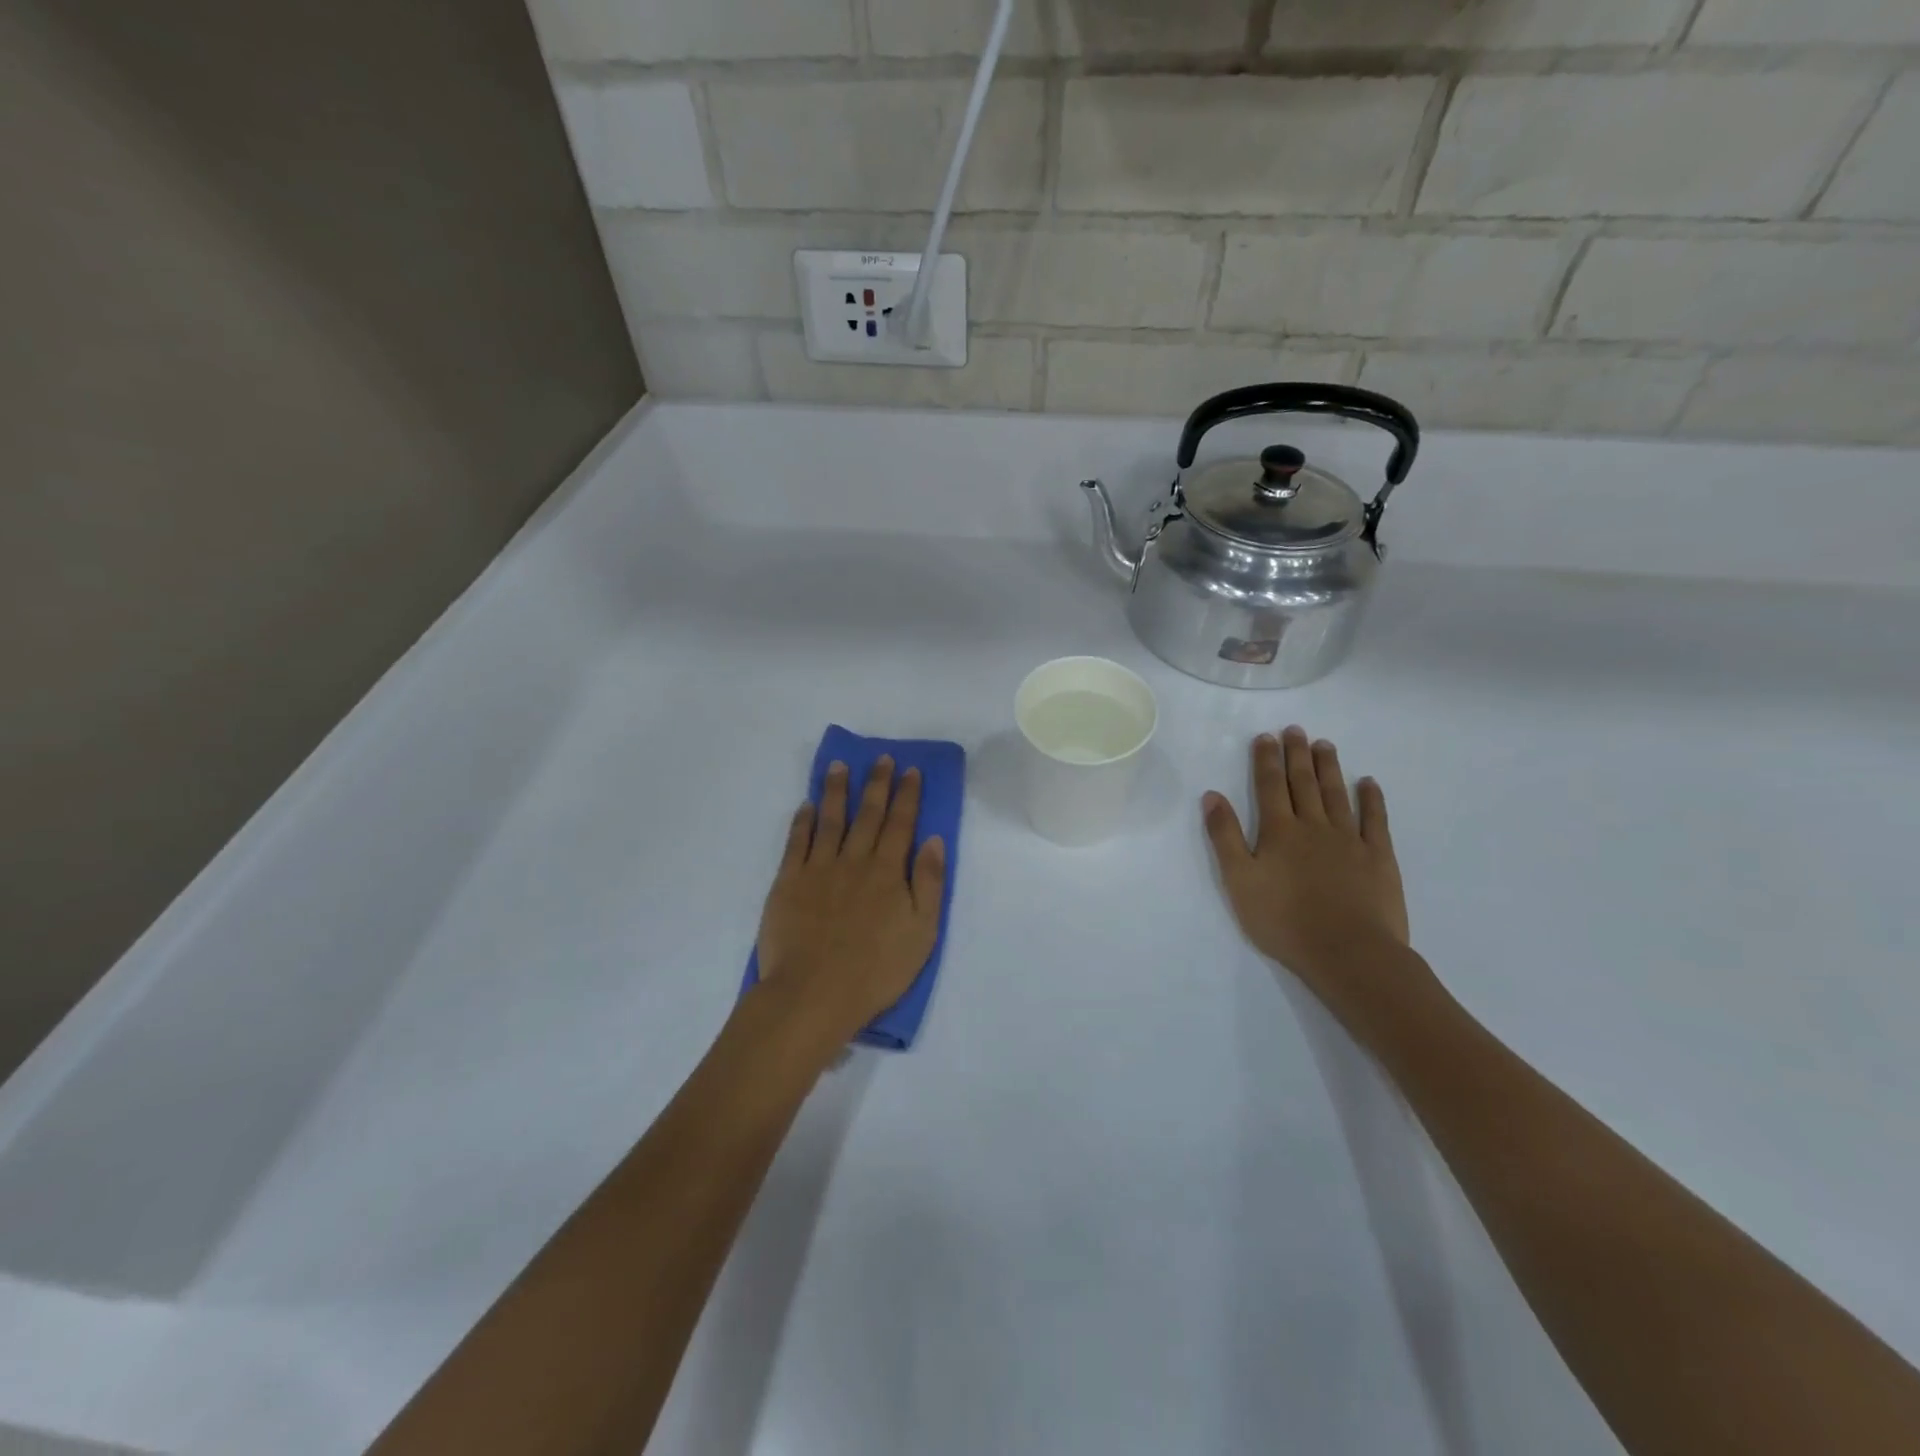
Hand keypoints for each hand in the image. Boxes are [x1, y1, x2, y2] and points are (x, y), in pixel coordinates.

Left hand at [754, 758, 946, 1046]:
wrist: (814, 994)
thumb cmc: (876, 970)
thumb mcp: (922, 932)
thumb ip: (929, 883)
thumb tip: (934, 840)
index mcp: (888, 872)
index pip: (901, 823)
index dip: (907, 795)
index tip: (910, 770)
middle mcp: (854, 861)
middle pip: (868, 815)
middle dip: (877, 784)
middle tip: (881, 758)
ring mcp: (818, 869)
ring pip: (830, 820)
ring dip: (837, 791)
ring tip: (840, 766)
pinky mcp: (788, 882)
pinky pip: (796, 842)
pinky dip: (802, 821)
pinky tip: (807, 806)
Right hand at [1202, 727, 1423, 1017]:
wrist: (1348, 952)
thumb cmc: (1284, 920)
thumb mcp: (1239, 881)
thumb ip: (1225, 836)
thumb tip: (1212, 795)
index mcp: (1278, 831)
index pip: (1269, 786)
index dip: (1266, 760)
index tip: (1265, 736)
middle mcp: (1314, 826)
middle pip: (1303, 783)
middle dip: (1296, 755)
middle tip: (1295, 730)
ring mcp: (1350, 839)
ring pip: (1336, 794)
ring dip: (1329, 768)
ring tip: (1324, 745)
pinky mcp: (1379, 857)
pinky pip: (1376, 820)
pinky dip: (1371, 799)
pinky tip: (1368, 783)